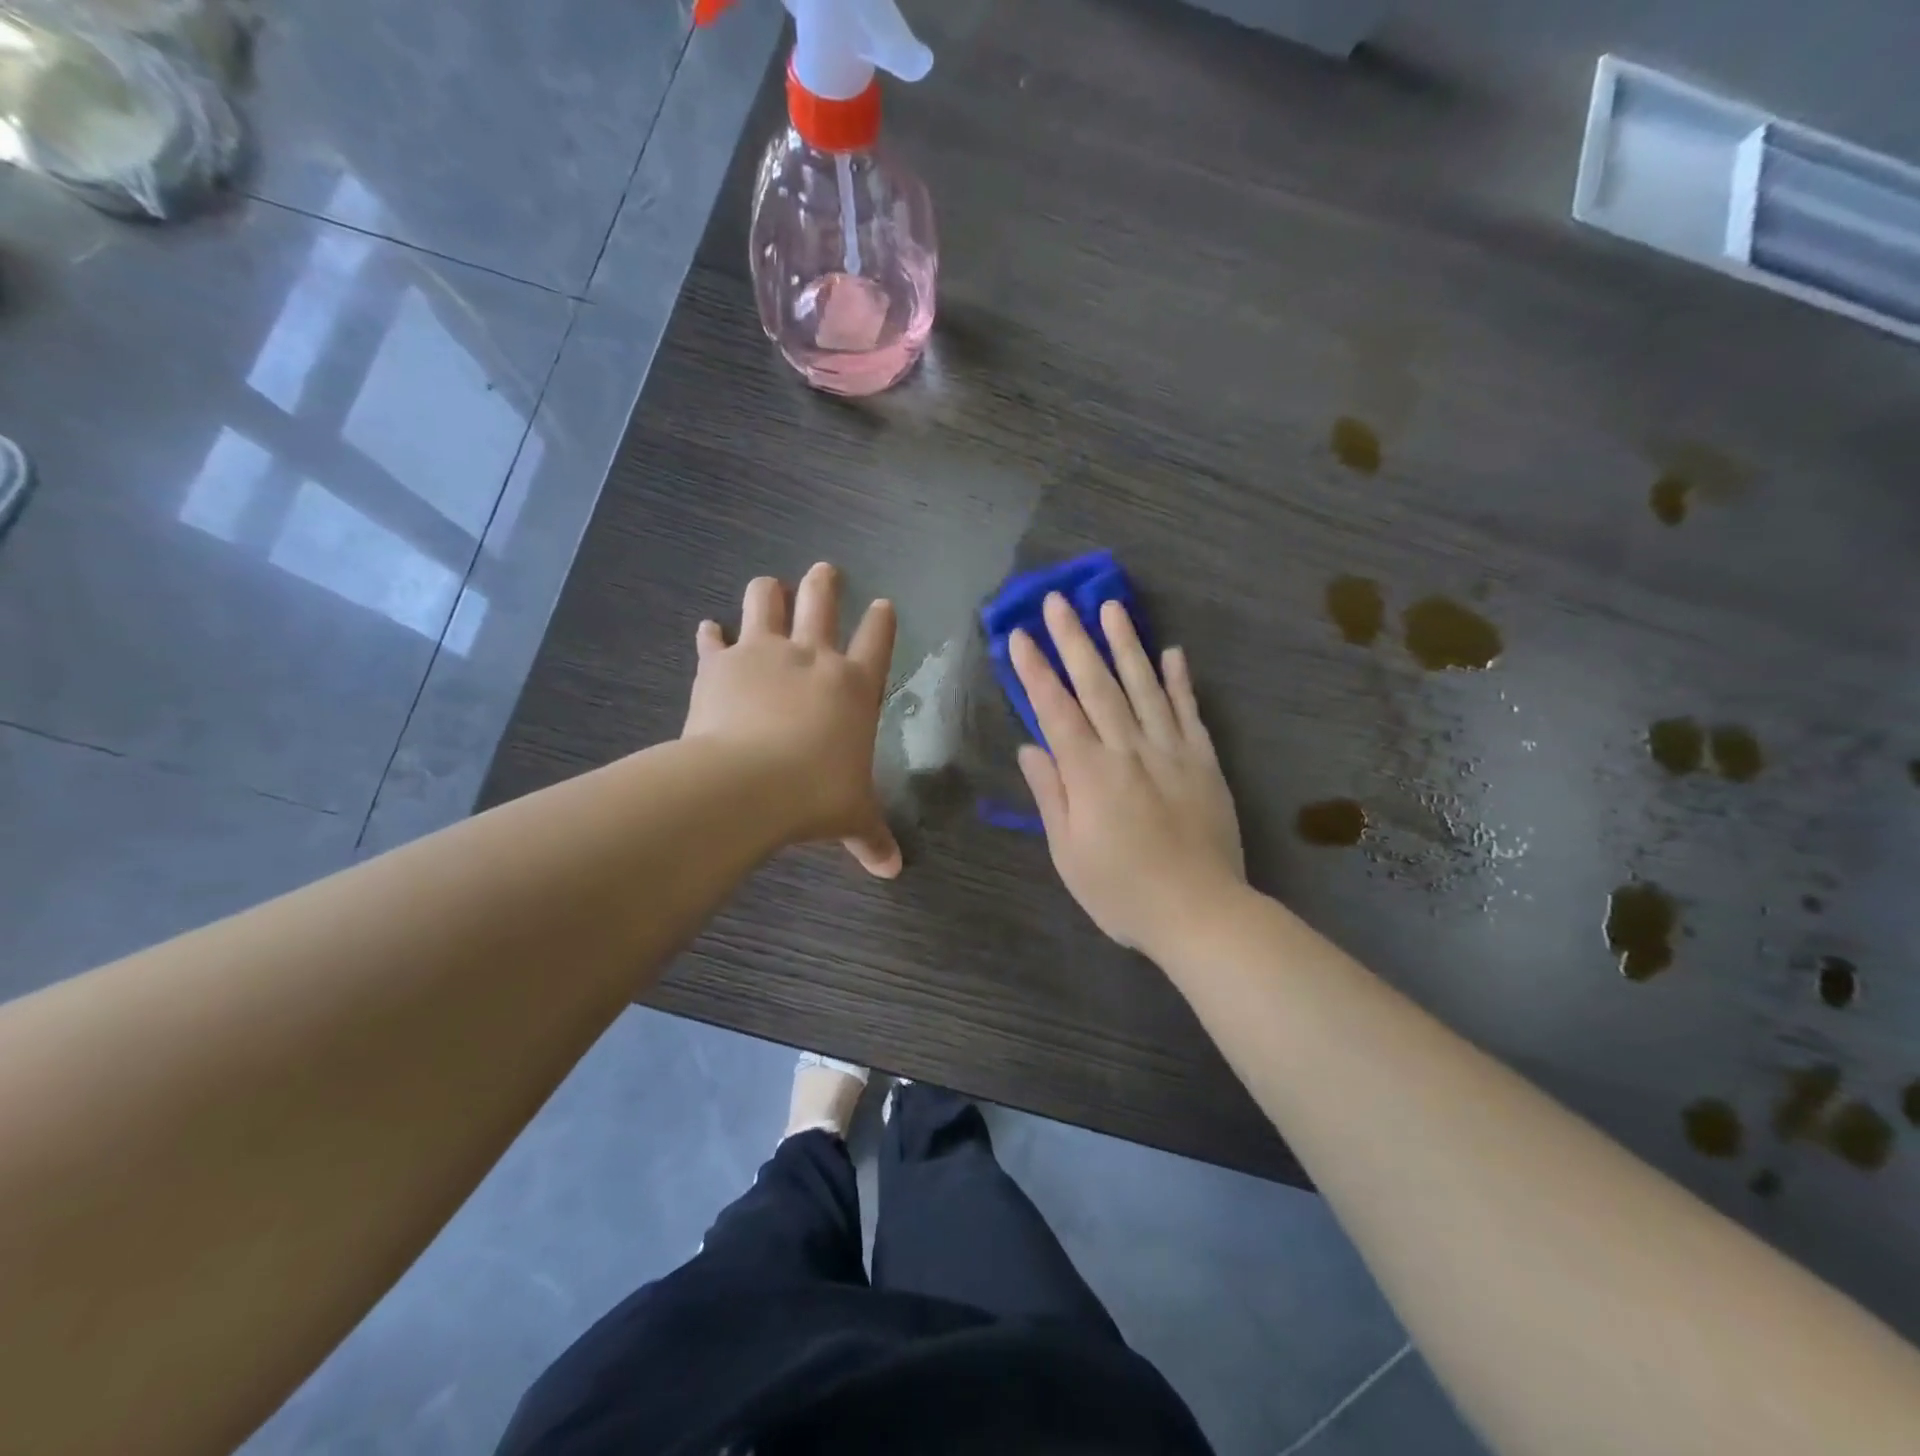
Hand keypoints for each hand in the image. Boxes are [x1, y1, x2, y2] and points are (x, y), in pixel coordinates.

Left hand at [682, 564, 902, 878]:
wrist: (747, 784)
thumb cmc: (816, 795)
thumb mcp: (852, 817)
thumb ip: (873, 837)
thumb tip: (893, 870)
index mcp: (854, 685)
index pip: (877, 639)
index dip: (881, 619)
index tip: (883, 603)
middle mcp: (812, 657)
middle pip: (821, 600)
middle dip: (824, 583)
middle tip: (824, 571)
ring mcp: (763, 653)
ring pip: (766, 600)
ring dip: (768, 591)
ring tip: (768, 587)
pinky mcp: (719, 664)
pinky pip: (713, 639)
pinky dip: (711, 635)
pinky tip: (709, 631)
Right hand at [1013, 593, 1243, 955]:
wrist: (1200, 912)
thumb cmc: (1122, 891)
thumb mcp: (1068, 853)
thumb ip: (1050, 794)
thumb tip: (1030, 747)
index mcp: (1090, 774)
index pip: (1056, 710)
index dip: (1035, 671)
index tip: (1019, 636)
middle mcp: (1129, 750)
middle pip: (1097, 685)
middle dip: (1074, 640)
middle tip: (1058, 601)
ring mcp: (1171, 752)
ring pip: (1144, 687)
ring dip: (1125, 645)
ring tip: (1111, 607)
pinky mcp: (1204, 762)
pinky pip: (1190, 712)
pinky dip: (1180, 680)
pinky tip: (1172, 652)